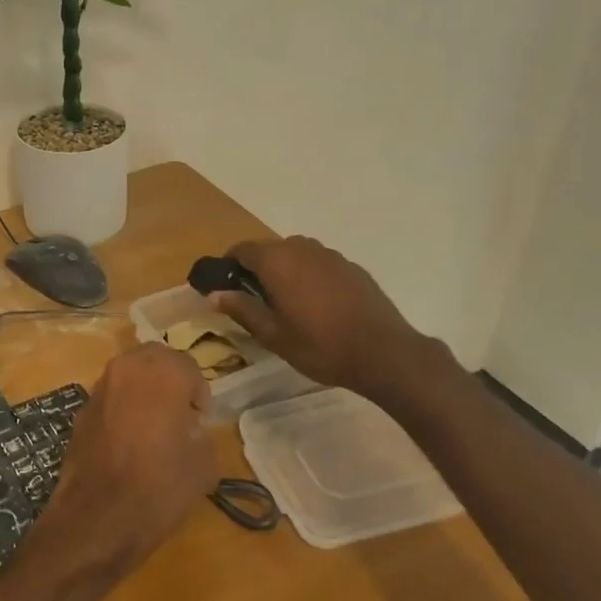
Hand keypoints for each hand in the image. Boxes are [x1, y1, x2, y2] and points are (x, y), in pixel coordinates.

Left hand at [36, 344, 216, 579]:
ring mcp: (100, 385)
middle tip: (179, 412)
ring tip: (153, 424)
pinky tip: (127, 438)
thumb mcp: (203, 463)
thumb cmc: (159, 486)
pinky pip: (111, 394)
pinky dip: (123, 405)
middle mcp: (128, 367)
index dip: (198, 392)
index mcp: (163, 372)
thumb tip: (187, 426)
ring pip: (129, 372)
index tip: (200, 419)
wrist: (98, 515)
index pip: (188, 365)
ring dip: (144, 388)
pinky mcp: (82, 407)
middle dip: (169, 378)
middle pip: (155, 358)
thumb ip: (199, 431)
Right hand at [208, 236, 435, 403]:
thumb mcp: (273, 335)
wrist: (384, 353)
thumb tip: (215, 293)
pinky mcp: (352, 267)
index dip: (229, 266)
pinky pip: (320, 264)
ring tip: (288, 304)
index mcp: (277, 261)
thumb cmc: (320, 345)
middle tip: (256, 301)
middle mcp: (302, 248)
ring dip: (285, 271)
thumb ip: (242, 309)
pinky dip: (310, 277)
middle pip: (269, 250)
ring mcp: (330, 255)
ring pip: (296, 255)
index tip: (226, 287)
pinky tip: (319, 306)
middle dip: (258, 270)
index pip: (241, 250)